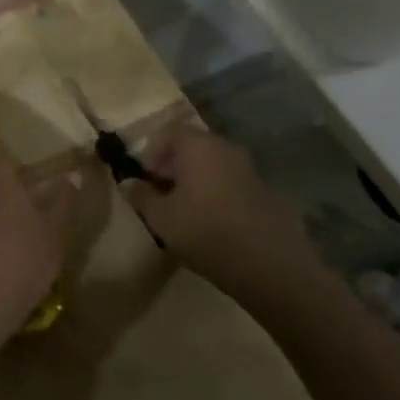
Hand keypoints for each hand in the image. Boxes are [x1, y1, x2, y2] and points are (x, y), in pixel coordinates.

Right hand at [125, 125, 323, 310]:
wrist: (272, 268)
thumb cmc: (207, 233)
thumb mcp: (161, 218)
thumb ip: (141, 196)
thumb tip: (127, 182)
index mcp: (199, 146)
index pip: (169, 132)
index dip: (152, 152)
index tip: (145, 179)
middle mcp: (226, 149)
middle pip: (192, 147)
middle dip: (173, 167)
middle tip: (162, 196)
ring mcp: (250, 170)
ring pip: (213, 165)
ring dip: (196, 181)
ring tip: (186, 213)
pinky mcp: (266, 192)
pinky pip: (232, 183)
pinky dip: (218, 194)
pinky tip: (214, 224)